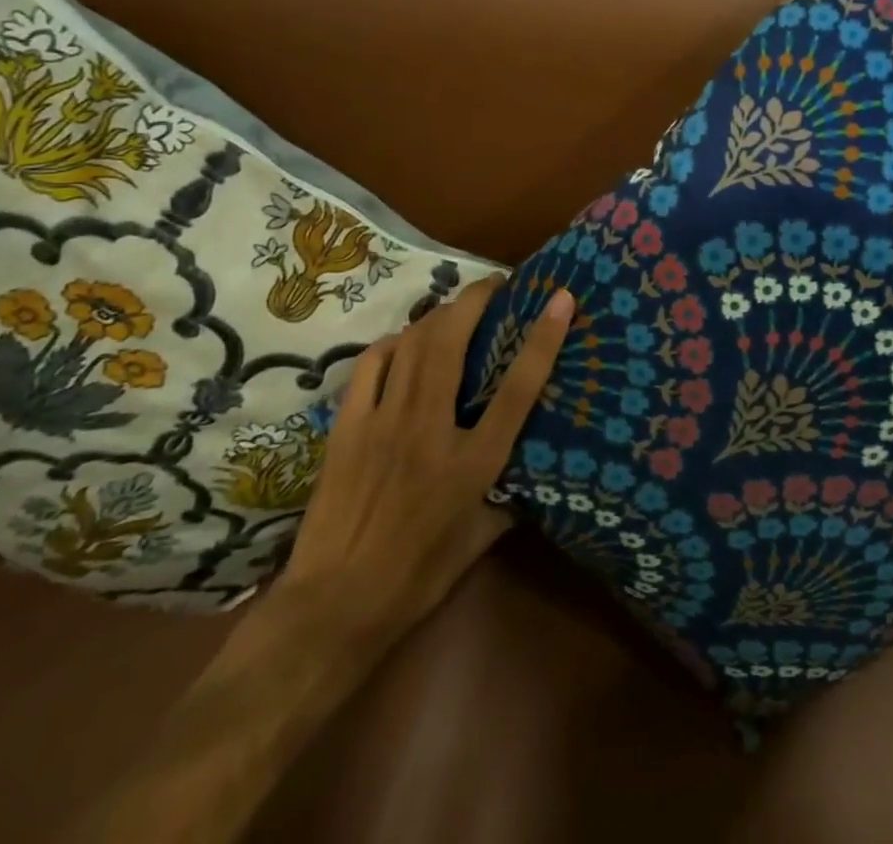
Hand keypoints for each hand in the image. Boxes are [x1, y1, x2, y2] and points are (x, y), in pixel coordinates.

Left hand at [269, 275, 573, 650]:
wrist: (332, 607)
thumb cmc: (416, 577)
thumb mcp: (478, 541)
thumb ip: (509, 498)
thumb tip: (532, 472)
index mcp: (473, 462)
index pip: (518, 388)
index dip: (543, 338)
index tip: (560, 298)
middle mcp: (429, 429)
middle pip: (453, 341)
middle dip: (477, 299)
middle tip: (496, 284)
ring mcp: (383, 422)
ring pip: (412, 342)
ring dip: (439, 314)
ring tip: (457, 308)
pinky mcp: (347, 427)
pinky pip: (371, 364)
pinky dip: (393, 343)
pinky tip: (403, 345)